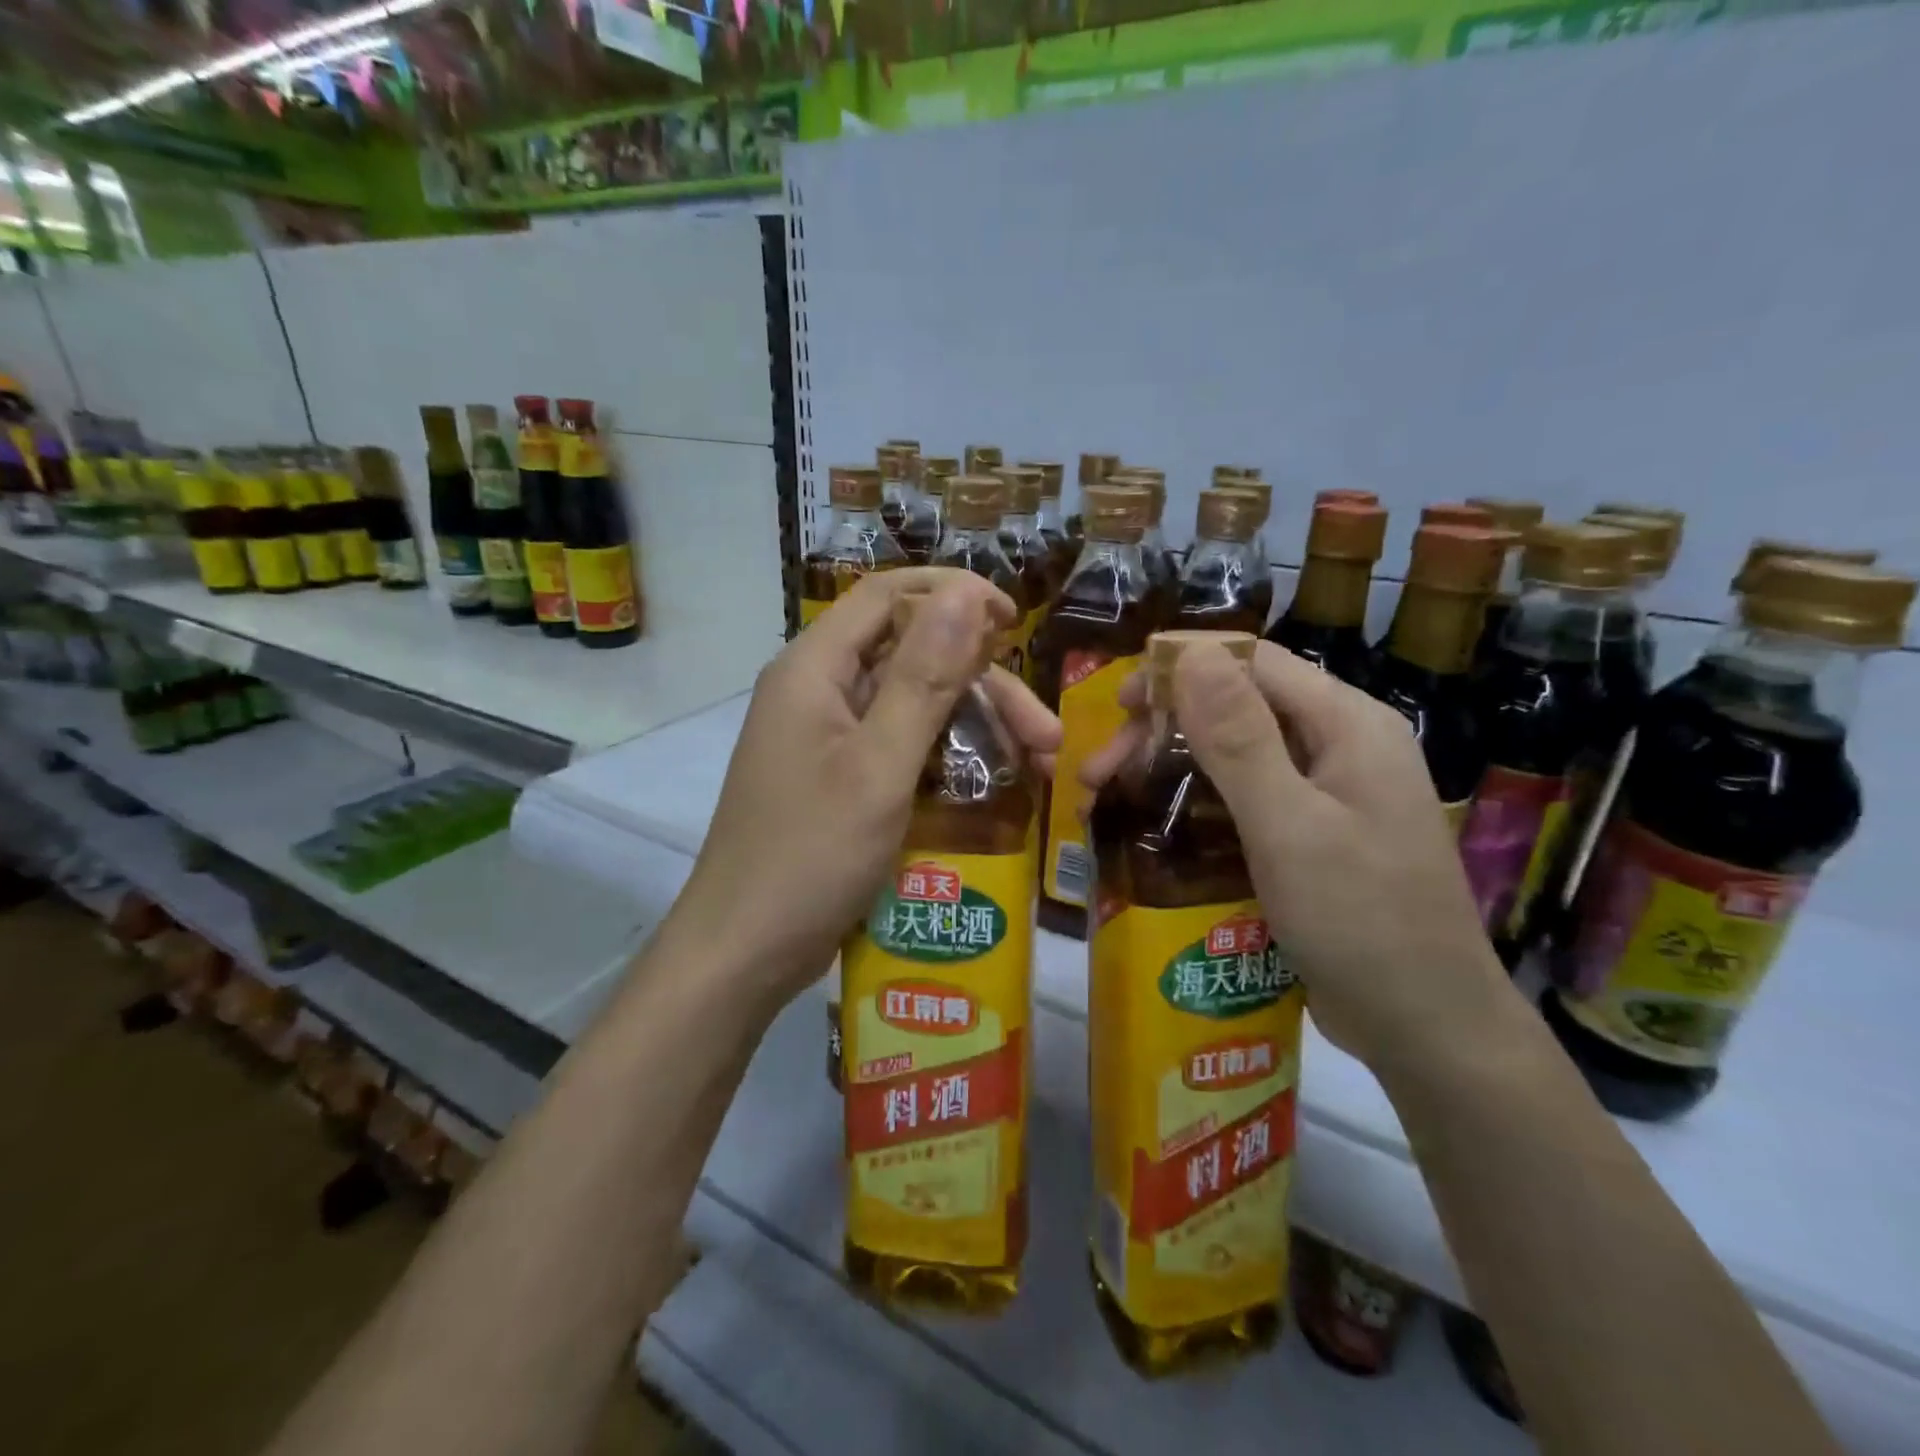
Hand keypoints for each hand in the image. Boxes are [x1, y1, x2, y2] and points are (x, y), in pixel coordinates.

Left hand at [677, 568, 1060, 1007]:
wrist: (744, 951)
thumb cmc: (810, 857)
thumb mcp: (879, 765)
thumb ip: (924, 677)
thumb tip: (967, 592)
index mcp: (815, 669)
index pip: (889, 595)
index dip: (954, 596)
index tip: (1014, 622)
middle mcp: (818, 690)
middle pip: (911, 656)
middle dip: (984, 685)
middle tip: (1046, 736)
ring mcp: (826, 737)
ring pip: (912, 704)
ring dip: (974, 725)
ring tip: (1036, 767)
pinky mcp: (837, 777)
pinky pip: (899, 745)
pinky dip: (946, 757)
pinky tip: (990, 785)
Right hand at [1081, 639, 1514, 1078]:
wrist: (1427, 1029)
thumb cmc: (1362, 922)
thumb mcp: (1289, 826)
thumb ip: (1240, 738)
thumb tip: (1192, 651)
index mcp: (1347, 724)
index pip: (1253, 662)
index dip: (1179, 669)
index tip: (1115, 704)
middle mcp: (1339, 745)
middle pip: (1237, 707)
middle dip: (1161, 729)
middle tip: (1097, 773)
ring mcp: (1327, 793)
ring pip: (1235, 754)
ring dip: (1169, 767)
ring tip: (1108, 799)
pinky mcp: (1311, 834)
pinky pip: (1245, 798)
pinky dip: (1195, 803)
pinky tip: (1156, 825)